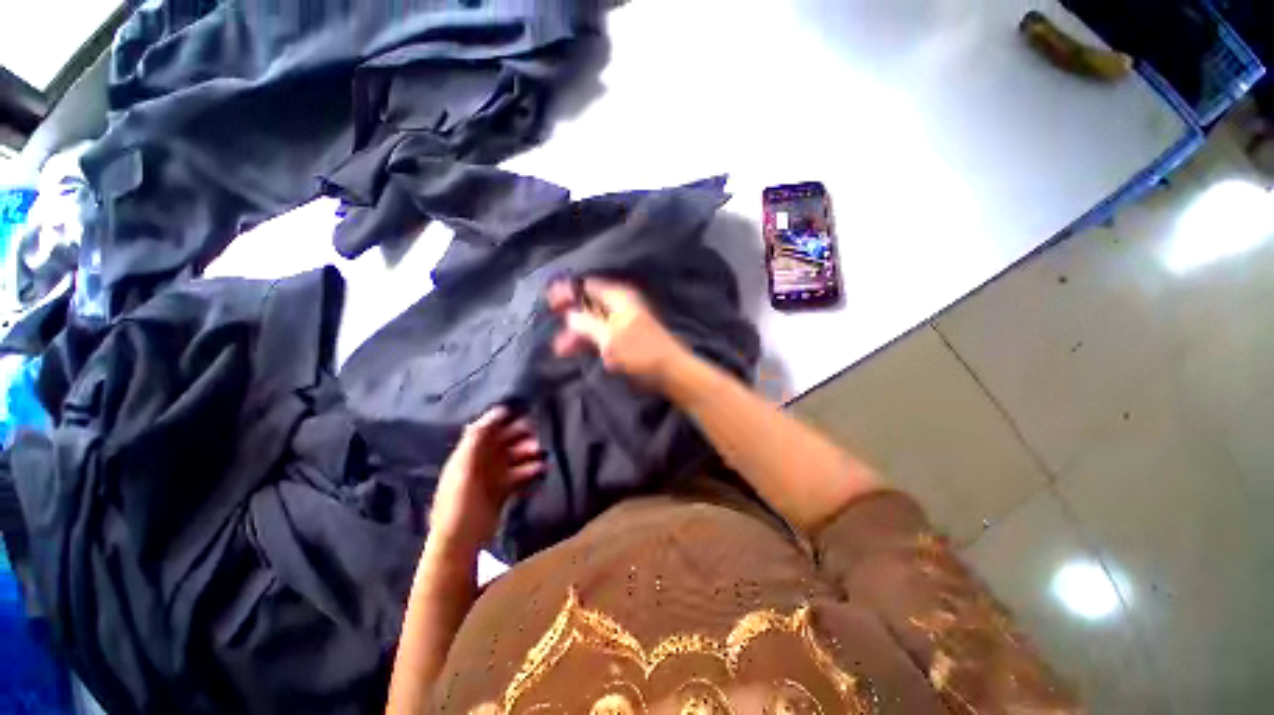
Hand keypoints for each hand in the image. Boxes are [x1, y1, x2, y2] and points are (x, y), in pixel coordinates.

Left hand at [429, 407, 544, 553]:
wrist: (461, 540)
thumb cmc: (460, 500)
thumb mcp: (464, 465)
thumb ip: (477, 438)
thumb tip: (496, 412)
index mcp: (468, 454)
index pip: (486, 431)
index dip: (501, 421)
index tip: (521, 413)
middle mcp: (481, 463)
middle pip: (504, 443)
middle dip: (520, 437)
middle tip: (537, 436)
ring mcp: (493, 478)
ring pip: (515, 459)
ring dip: (528, 455)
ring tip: (541, 455)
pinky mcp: (503, 492)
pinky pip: (520, 476)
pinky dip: (530, 472)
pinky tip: (540, 471)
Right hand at [547, 278, 688, 385]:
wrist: (670, 373)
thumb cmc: (641, 352)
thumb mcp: (609, 338)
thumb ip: (586, 324)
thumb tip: (570, 314)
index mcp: (619, 298)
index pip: (588, 286)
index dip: (568, 292)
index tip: (551, 303)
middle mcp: (620, 307)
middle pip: (589, 305)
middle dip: (570, 317)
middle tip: (552, 326)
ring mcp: (623, 323)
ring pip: (594, 323)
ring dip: (577, 334)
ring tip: (560, 349)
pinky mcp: (625, 339)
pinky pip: (601, 336)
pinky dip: (589, 342)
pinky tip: (575, 351)